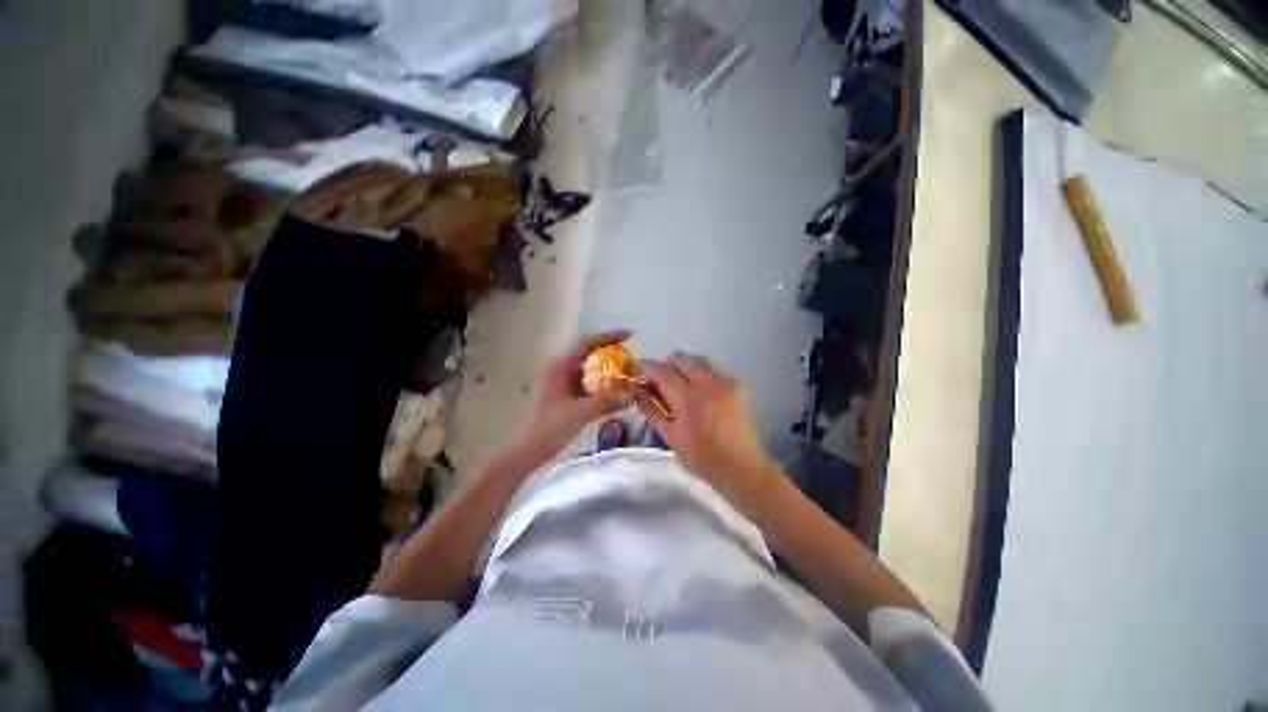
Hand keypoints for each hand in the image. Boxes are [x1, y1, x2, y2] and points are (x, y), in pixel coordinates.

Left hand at [514, 330, 634, 456]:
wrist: (529, 450)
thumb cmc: (550, 428)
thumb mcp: (580, 413)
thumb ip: (607, 402)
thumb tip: (633, 394)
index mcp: (560, 367)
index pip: (586, 344)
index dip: (608, 337)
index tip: (628, 335)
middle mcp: (561, 370)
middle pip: (589, 354)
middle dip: (611, 353)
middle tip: (630, 357)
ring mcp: (563, 383)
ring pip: (589, 369)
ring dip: (608, 370)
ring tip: (627, 372)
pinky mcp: (566, 395)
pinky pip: (588, 383)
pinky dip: (603, 384)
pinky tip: (616, 391)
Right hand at [636, 352, 774, 494]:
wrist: (741, 467)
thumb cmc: (701, 457)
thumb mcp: (669, 436)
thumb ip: (651, 409)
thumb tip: (637, 388)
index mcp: (689, 400)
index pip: (662, 371)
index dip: (646, 366)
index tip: (637, 369)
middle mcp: (708, 383)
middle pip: (679, 358)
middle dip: (664, 365)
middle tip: (657, 380)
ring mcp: (725, 381)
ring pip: (696, 360)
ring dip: (681, 367)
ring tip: (678, 385)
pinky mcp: (736, 383)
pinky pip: (711, 368)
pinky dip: (698, 373)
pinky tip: (697, 391)